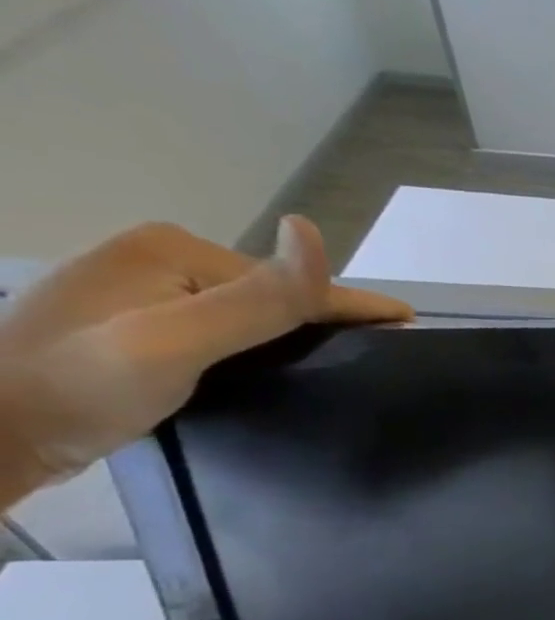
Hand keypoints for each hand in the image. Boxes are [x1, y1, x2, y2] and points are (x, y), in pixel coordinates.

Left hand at [0, 218, 410, 504]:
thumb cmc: (77, 387)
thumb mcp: (175, 341)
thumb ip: (255, 298)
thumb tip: (313, 233)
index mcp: (172, 250)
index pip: (290, 282)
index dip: (355, 307)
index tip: (412, 325)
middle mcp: (158, 259)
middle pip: (271, 295)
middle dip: (325, 322)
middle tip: (383, 358)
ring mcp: (141, 293)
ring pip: (247, 315)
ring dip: (293, 337)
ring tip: (342, 367)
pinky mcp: (131, 328)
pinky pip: (221, 332)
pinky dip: (258, 349)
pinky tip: (271, 370)